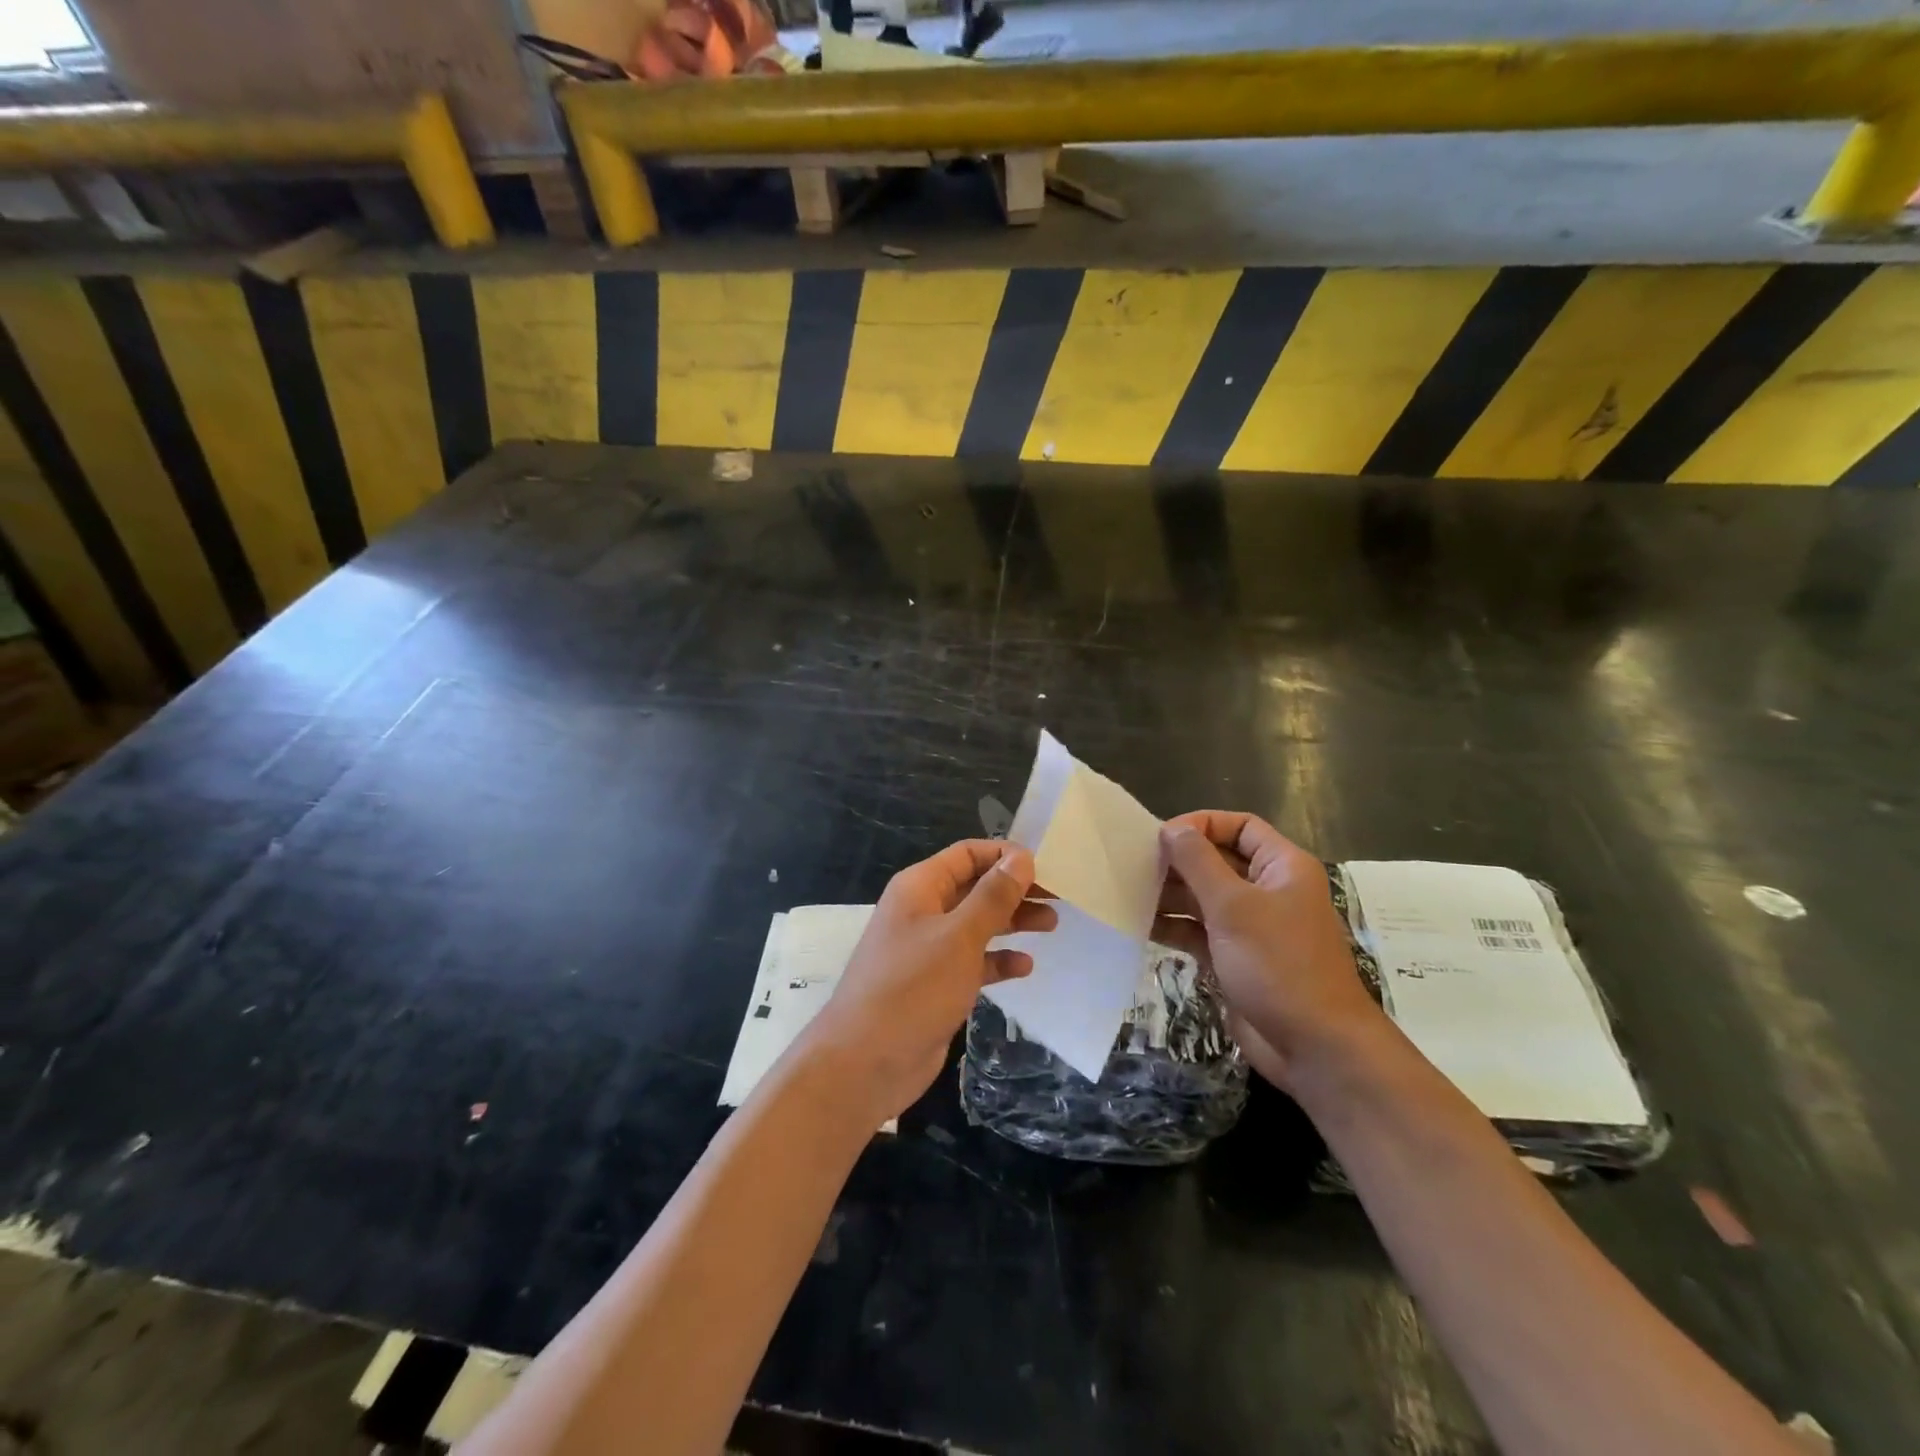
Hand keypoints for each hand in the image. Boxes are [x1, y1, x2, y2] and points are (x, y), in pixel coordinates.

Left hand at [803, 840, 1055, 1121]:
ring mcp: (927, 950)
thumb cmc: (913, 988)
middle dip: (1014, 889)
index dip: (1004, 855)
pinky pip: (972, 961)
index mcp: (920, 888)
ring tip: (1052, 923)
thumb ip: (993, 896)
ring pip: (976, 924)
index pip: (966, 854)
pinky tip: (1025, 967)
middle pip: (974, 887)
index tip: (1045, 866)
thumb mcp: (959, 937)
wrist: (866, 1063)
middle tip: (1059, 896)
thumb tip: (1021, 857)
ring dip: (1011, 922)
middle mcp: (922, 912)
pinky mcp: (935, 985)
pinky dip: (997, 960)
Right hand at [1156, 812, 1388, 1092]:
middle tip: (1134, 865)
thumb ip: (1198, 862)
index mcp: (1281, 867)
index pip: (1240, 826)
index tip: (1162, 836)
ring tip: (1129, 894)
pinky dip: (1174, 927)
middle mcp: (1268, 891)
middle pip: (1217, 861)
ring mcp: (1251, 927)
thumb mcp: (1234, 906)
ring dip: (1170, 895)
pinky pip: (1199, 931)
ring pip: (1204, 897)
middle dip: (1178, 862)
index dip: (1201, 825)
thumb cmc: (1278, 964)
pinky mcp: (1235, 958)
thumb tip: (1172, 829)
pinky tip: (1140, 926)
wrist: (1314, 1046)